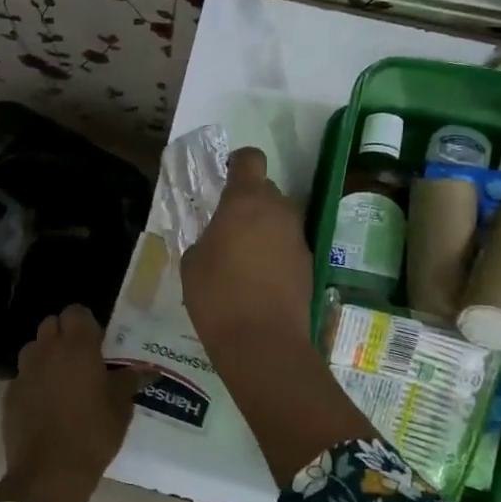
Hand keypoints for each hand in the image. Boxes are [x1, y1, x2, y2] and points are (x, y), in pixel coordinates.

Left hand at [0, 306, 151, 501]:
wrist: (50, 471)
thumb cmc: (93, 434)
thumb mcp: (120, 408)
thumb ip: (129, 382)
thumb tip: (145, 370)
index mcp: (77, 347)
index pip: (76, 312)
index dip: (86, 323)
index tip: (97, 341)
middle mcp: (47, 351)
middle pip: (51, 325)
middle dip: (64, 334)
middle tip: (80, 358)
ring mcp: (24, 372)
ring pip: (33, 348)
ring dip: (45, 355)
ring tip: (61, 379)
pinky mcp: (10, 394)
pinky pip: (23, 376)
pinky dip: (34, 381)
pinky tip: (45, 404)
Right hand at [180, 147, 375, 485]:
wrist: (263, 342)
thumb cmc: (217, 295)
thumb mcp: (192, 261)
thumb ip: (206, 237)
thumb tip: (219, 238)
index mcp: (246, 200)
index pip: (249, 159)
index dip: (237, 163)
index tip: (225, 178)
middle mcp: (279, 210)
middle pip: (266, 190)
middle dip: (248, 203)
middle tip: (227, 228)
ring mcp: (298, 238)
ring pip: (279, 219)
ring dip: (262, 229)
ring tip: (241, 258)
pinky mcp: (308, 264)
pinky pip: (287, 246)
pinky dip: (274, 254)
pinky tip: (257, 280)